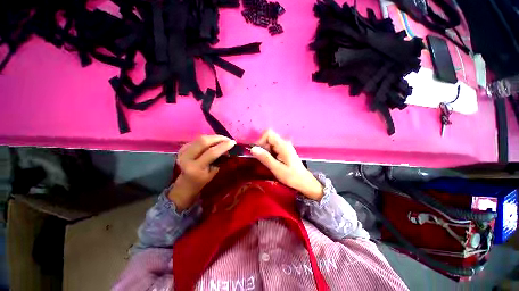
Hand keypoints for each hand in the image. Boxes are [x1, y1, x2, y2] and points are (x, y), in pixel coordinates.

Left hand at [169, 135, 235, 210]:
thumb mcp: (212, 173)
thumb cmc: (201, 180)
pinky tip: (213, 142)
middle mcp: (186, 158)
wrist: (185, 183)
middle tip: (228, 139)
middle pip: (203, 141)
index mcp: (195, 168)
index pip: (211, 153)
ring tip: (223, 139)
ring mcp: (182, 152)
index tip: (233, 142)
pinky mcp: (182, 148)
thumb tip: (226, 148)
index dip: (223, 146)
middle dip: (218, 138)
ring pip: (200, 138)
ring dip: (213, 137)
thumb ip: (218, 160)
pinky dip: (208, 139)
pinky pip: (197, 140)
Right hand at [251, 129, 323, 200]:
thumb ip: (265, 158)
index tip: (258, 152)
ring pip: (270, 143)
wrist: (304, 182)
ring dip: (265, 151)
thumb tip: (253, 149)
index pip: (269, 134)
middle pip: (268, 138)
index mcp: (283, 145)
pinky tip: (272, 162)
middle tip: (263, 159)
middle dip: (262, 147)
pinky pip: (273, 147)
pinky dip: (269, 153)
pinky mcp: (284, 150)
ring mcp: (284, 146)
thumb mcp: (276, 168)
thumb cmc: (291, 176)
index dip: (261, 140)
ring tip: (269, 162)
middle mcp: (284, 143)